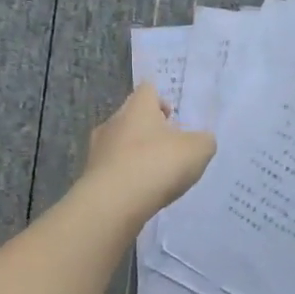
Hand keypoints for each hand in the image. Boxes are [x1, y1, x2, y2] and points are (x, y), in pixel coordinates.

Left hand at [82, 83, 216, 220]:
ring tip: (155, 173)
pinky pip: (112, 169)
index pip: (147, 89)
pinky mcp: (91, 176)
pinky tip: (140, 192)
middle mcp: (113, 121)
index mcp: (138, 107)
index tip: (172, 116)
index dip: (161, 100)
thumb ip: (204, 141)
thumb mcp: (197, 150)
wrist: (112, 203)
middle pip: (132, 116)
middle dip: (149, 129)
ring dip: (136, 153)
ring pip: (120, 143)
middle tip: (169, 146)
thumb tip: (201, 140)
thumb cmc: (157, 164)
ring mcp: (97, 149)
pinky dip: (126, 176)